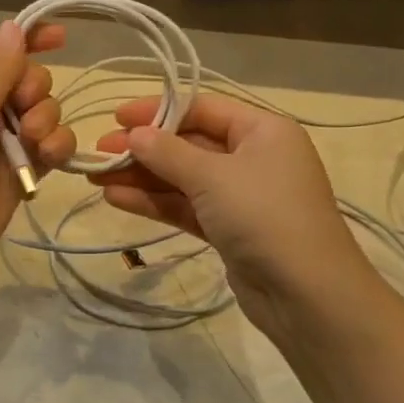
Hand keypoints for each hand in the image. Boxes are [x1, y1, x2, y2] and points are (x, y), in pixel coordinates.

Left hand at [0, 20, 76, 295]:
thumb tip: (14, 26)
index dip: (29, 36)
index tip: (62, 36)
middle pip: (29, 77)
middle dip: (36, 87)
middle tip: (23, 109)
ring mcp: (4, 141)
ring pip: (46, 111)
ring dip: (49, 119)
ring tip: (33, 142)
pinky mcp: (22, 172)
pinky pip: (53, 146)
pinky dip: (58, 147)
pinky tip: (50, 158)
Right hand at [90, 94, 370, 332]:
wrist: (306, 294)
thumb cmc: (264, 216)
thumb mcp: (213, 176)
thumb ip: (168, 153)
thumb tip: (133, 135)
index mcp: (263, 130)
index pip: (202, 108)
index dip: (157, 110)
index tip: (115, 117)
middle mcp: (254, 157)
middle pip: (190, 144)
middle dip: (144, 148)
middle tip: (99, 151)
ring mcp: (242, 197)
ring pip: (184, 179)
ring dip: (142, 177)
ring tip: (96, 176)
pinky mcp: (229, 230)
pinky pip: (187, 207)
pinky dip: (155, 202)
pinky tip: (117, 198)